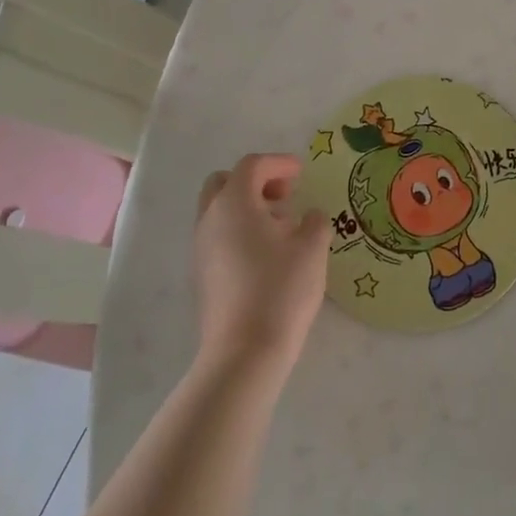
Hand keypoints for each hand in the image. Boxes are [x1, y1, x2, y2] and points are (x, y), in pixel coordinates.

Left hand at [192, 154, 329, 371]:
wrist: (244, 353)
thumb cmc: (281, 289)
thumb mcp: (312, 248)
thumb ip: (315, 221)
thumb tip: (308, 217)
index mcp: (234, 203)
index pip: (252, 165)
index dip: (279, 163)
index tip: (302, 172)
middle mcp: (210, 219)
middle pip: (224, 183)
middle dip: (255, 181)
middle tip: (284, 195)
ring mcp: (201, 249)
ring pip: (219, 211)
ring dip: (248, 207)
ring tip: (282, 227)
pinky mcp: (202, 275)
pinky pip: (219, 236)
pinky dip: (240, 231)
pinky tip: (268, 254)